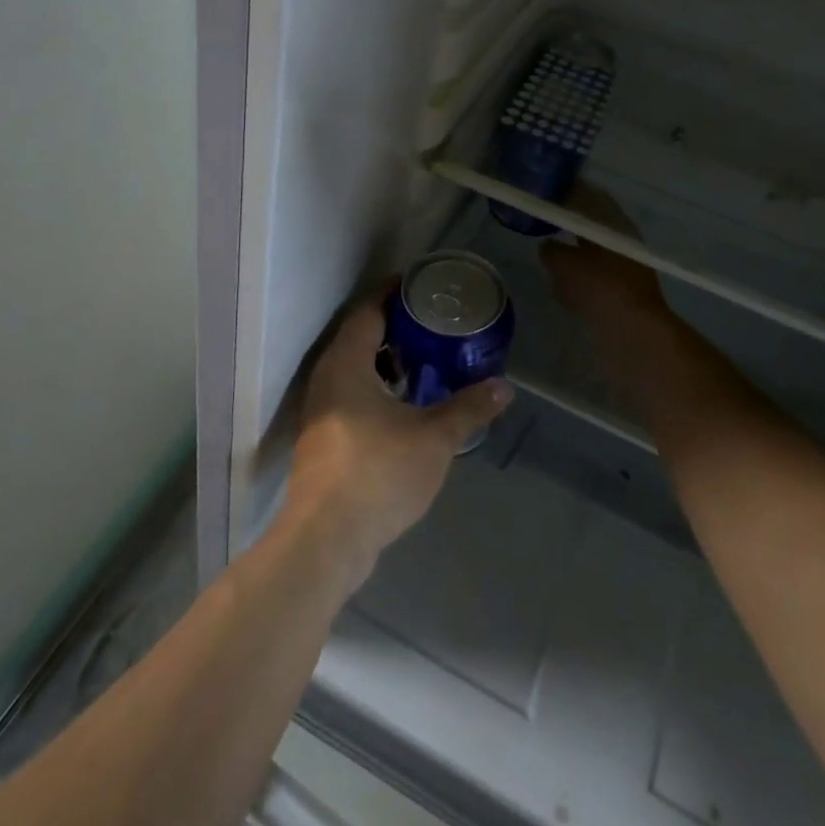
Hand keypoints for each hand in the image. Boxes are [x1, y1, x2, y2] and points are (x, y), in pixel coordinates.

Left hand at [284, 292, 511, 593]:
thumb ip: (468, 408)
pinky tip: (404, 408)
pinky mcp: (322, 439)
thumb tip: (504, 387)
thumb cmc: (379, 472)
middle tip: (431, 324)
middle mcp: (327, 378)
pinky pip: (350, 396)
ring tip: (424, 363)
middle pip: (359, 338)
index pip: (368, 311)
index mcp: (347, 363)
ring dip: (385, 363)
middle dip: (393, 329)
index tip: (419, 286)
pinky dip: (376, 390)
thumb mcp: (434, 438)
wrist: (326, 539)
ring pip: (354, 370)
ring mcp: (320, 410)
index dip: (392, 295)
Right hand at [539, 184, 669, 327]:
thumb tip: (547, 246)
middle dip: (568, 228)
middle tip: (541, 225)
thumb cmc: (601, 288)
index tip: (546, 193)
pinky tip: (560, 290)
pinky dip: (577, 284)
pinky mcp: (620, 299)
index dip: (569, 195)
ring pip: (591, 257)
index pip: (592, 200)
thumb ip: (552, 251)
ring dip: (572, 257)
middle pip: (591, 230)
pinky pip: (593, 284)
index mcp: (617, 228)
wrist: (632, 335)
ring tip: (547, 258)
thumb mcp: (566, 264)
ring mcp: (624, 274)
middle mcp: (623, 246)